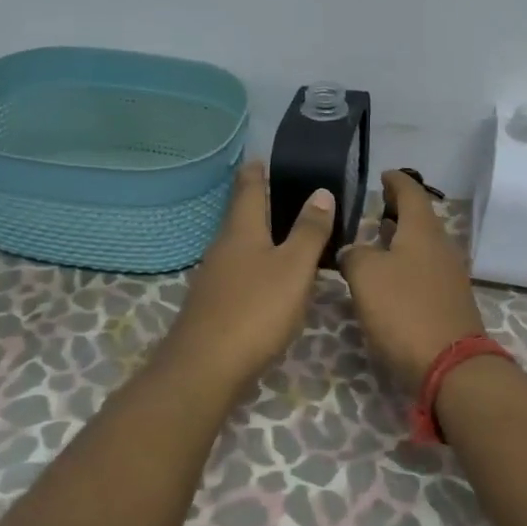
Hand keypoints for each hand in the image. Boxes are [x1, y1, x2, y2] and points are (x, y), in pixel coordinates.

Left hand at [157, 160, 334, 391]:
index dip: (256, 172)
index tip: (263, 157)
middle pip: (240, 216)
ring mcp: (214, 277)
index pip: (248, 189)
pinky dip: (255, 264)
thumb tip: (320, 191)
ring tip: (283, 232)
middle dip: (257, 202)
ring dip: (258, 234)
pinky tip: (268, 278)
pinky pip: (238, 272)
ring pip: (239, 245)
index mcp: (242, 230)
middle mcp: (223, 247)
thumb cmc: (255, 309)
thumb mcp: (294, 268)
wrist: (205, 368)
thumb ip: (309, 231)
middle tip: (282, 190)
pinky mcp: (214, 305)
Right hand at [338, 169, 486, 396]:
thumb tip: (352, 252)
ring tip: (379, 237)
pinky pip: (425, 270)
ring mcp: (449, 275)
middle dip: (399, 210)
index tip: (383, 174)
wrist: (450, 365)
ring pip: (423, 246)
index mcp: (423, 231)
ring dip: (402, 238)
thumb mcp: (366, 276)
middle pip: (421, 219)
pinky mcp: (449, 302)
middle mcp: (441, 247)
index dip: (396, 181)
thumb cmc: (405, 310)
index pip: (411, 193)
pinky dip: (407, 263)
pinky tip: (390, 276)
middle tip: (376, 206)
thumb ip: (354, 255)